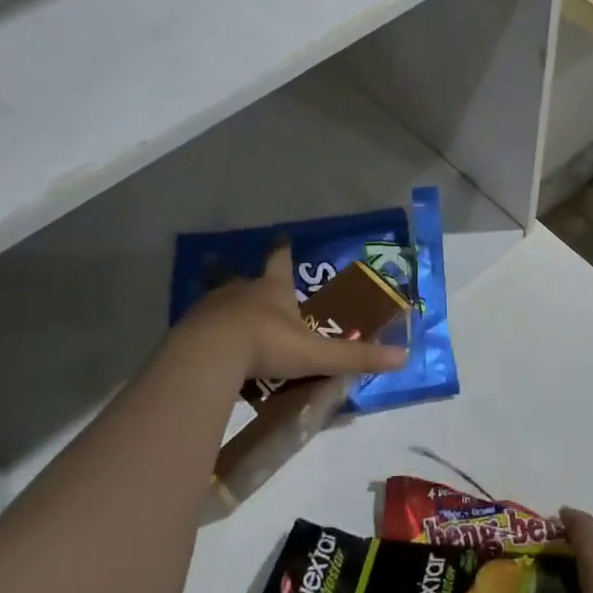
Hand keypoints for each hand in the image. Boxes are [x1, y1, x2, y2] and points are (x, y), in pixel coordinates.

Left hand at [174, 244, 409, 382]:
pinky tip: (210, 349)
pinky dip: (208, 333)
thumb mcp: (316, 353)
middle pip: (247, 278)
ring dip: (228, 308)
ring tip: (233, 323)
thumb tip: (403, 356)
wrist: (208, 355)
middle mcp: (241, 290)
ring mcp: (211, 307)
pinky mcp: (188, 328)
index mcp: (273, 289)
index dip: (284, 250)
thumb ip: (356, 357)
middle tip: (256, 289)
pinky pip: (201, 326)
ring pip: (221, 301)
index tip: (283, 236)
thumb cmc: (266, 345)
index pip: (281, 261)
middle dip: (253, 282)